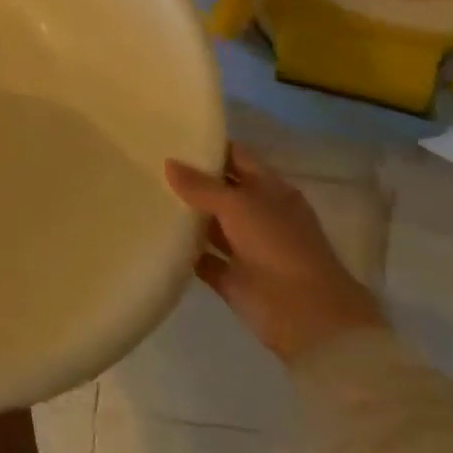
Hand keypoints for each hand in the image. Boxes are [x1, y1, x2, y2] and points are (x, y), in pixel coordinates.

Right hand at [164, 144, 386, 363]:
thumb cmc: (279, 246)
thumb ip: (202, 185)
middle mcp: (259, 215)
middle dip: (190, 178)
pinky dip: (183, 250)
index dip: (209, 145)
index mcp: (271, 190)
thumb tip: (169, 163)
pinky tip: (154, 234)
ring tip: (145, 193)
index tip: (174, 134)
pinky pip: (202, 258)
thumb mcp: (238, 205)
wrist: (307, 318)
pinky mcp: (232, 278)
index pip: (236, 157)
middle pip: (220, 189)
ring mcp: (246, 248)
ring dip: (185, 214)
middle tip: (149, 161)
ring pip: (210, 224)